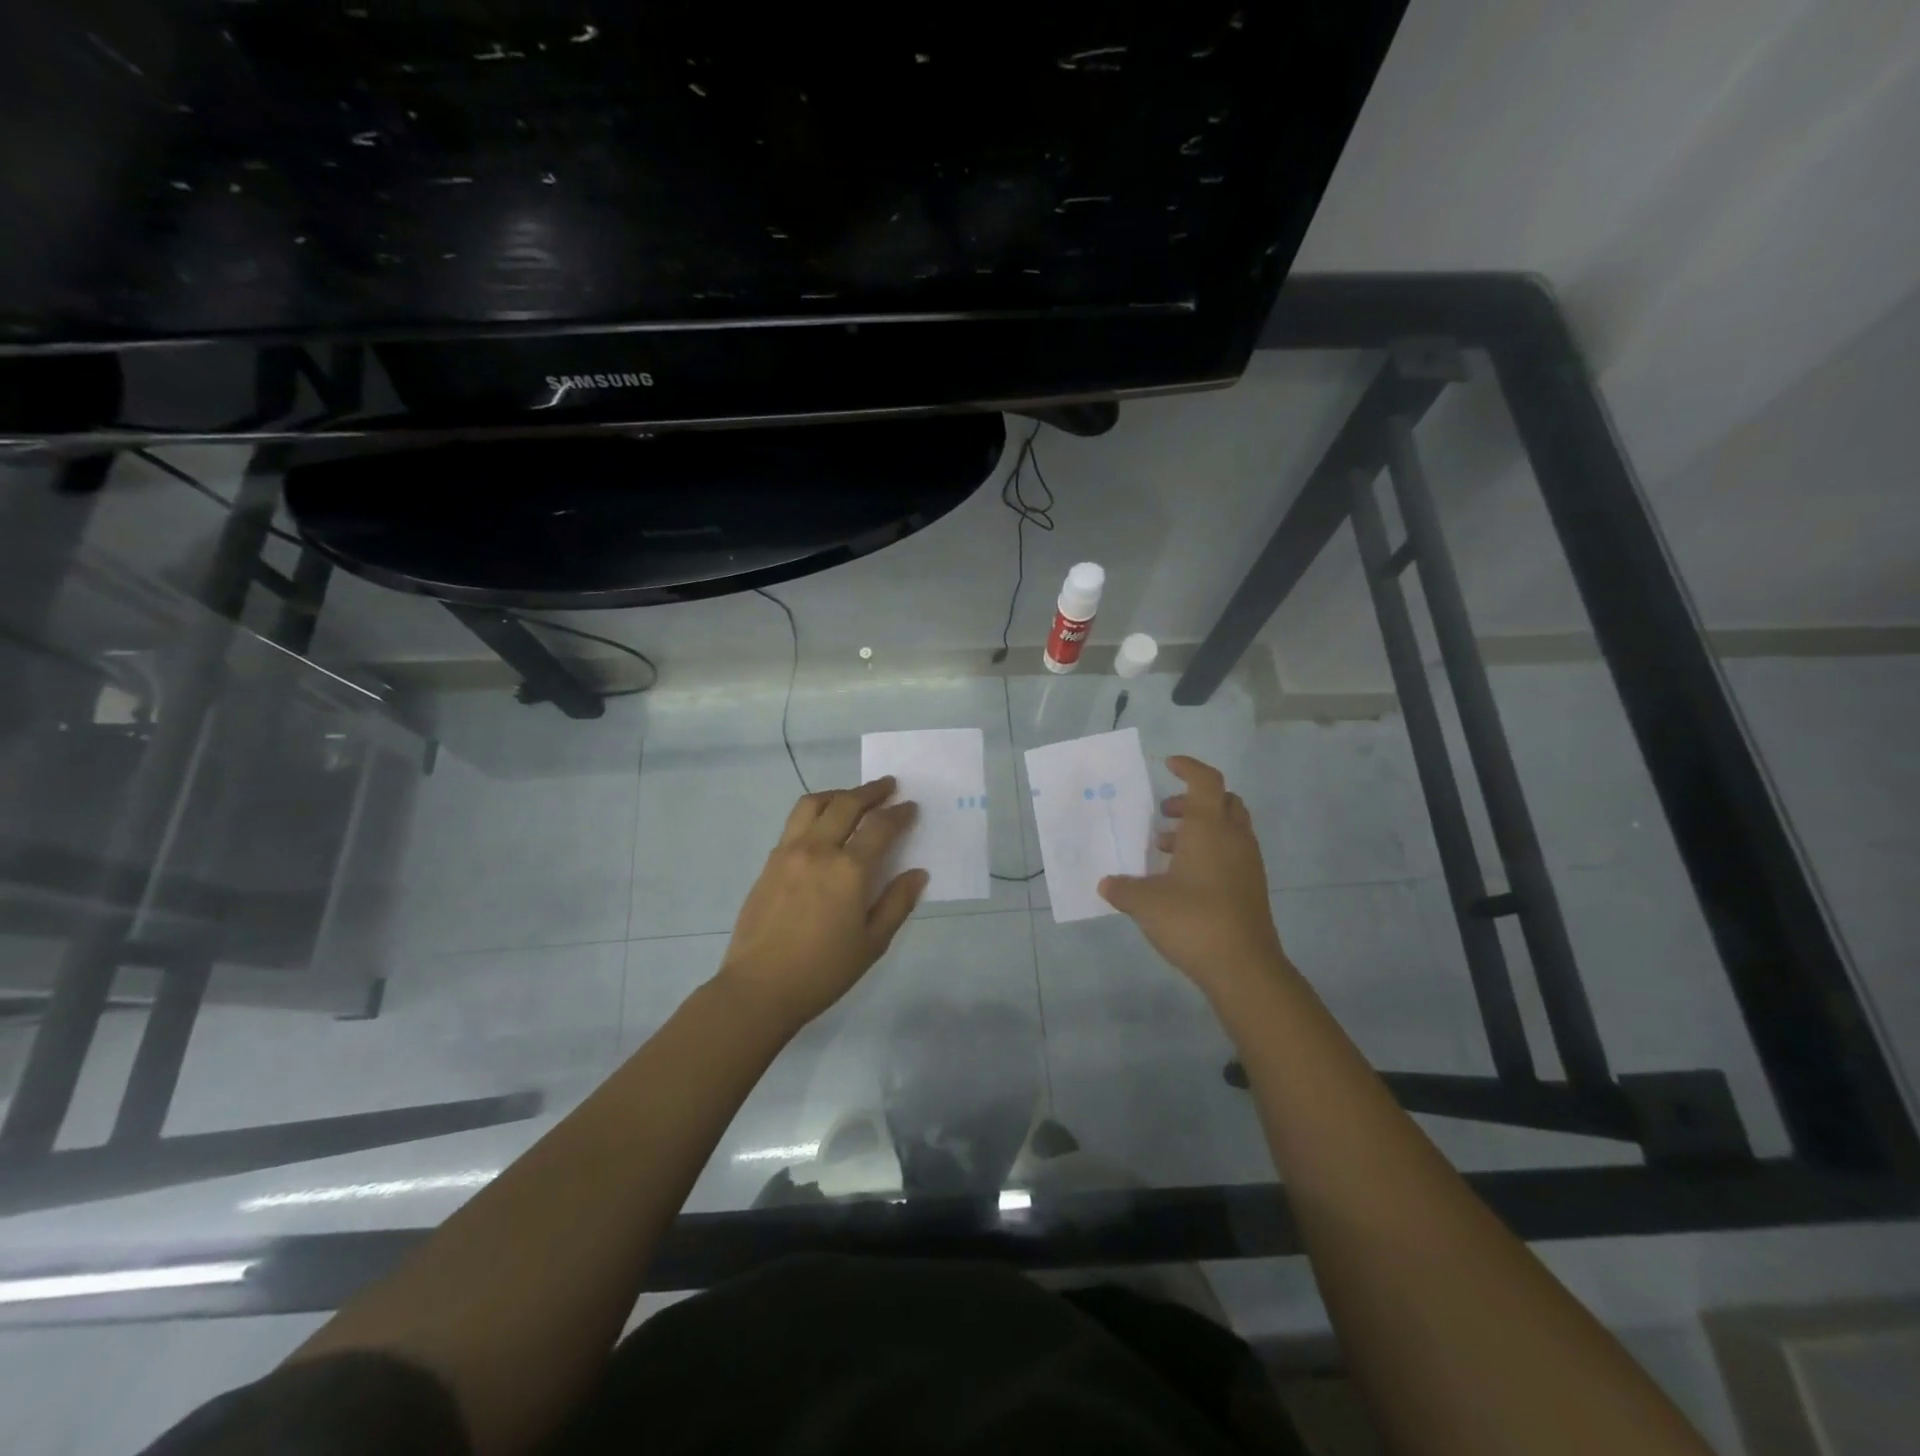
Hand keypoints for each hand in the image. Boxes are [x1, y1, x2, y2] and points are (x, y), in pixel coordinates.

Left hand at [716, 777, 926, 1032]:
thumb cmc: (823, 971)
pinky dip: (815, 812)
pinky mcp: (770, 862)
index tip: (911, 807)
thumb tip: (917, 873)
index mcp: (849, 870)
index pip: (880, 827)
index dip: (899, 813)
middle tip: (888, 786)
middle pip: (846, 804)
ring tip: (852, 797)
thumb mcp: (872, 942)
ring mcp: (789, 852)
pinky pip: (795, 823)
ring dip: (838, 794)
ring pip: (814, 804)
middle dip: (871, 791)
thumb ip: (897, 902)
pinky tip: (823, 826)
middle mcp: (819, 850)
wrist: (759, 988)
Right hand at [1098, 756, 1290, 1001]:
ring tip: (1165, 848)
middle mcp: (1233, 838)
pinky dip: (1210, 851)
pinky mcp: (1252, 888)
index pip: (1205, 781)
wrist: (1244, 967)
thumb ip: (1122, 888)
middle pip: (1223, 801)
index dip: (1188, 767)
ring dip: (1200, 828)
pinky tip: (1183, 878)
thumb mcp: (1145, 902)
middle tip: (1165, 813)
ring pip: (1229, 828)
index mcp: (1209, 828)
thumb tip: (1106, 884)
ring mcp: (1248, 863)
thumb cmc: (1192, 920)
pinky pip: (1232, 853)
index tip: (1168, 765)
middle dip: (1193, 800)